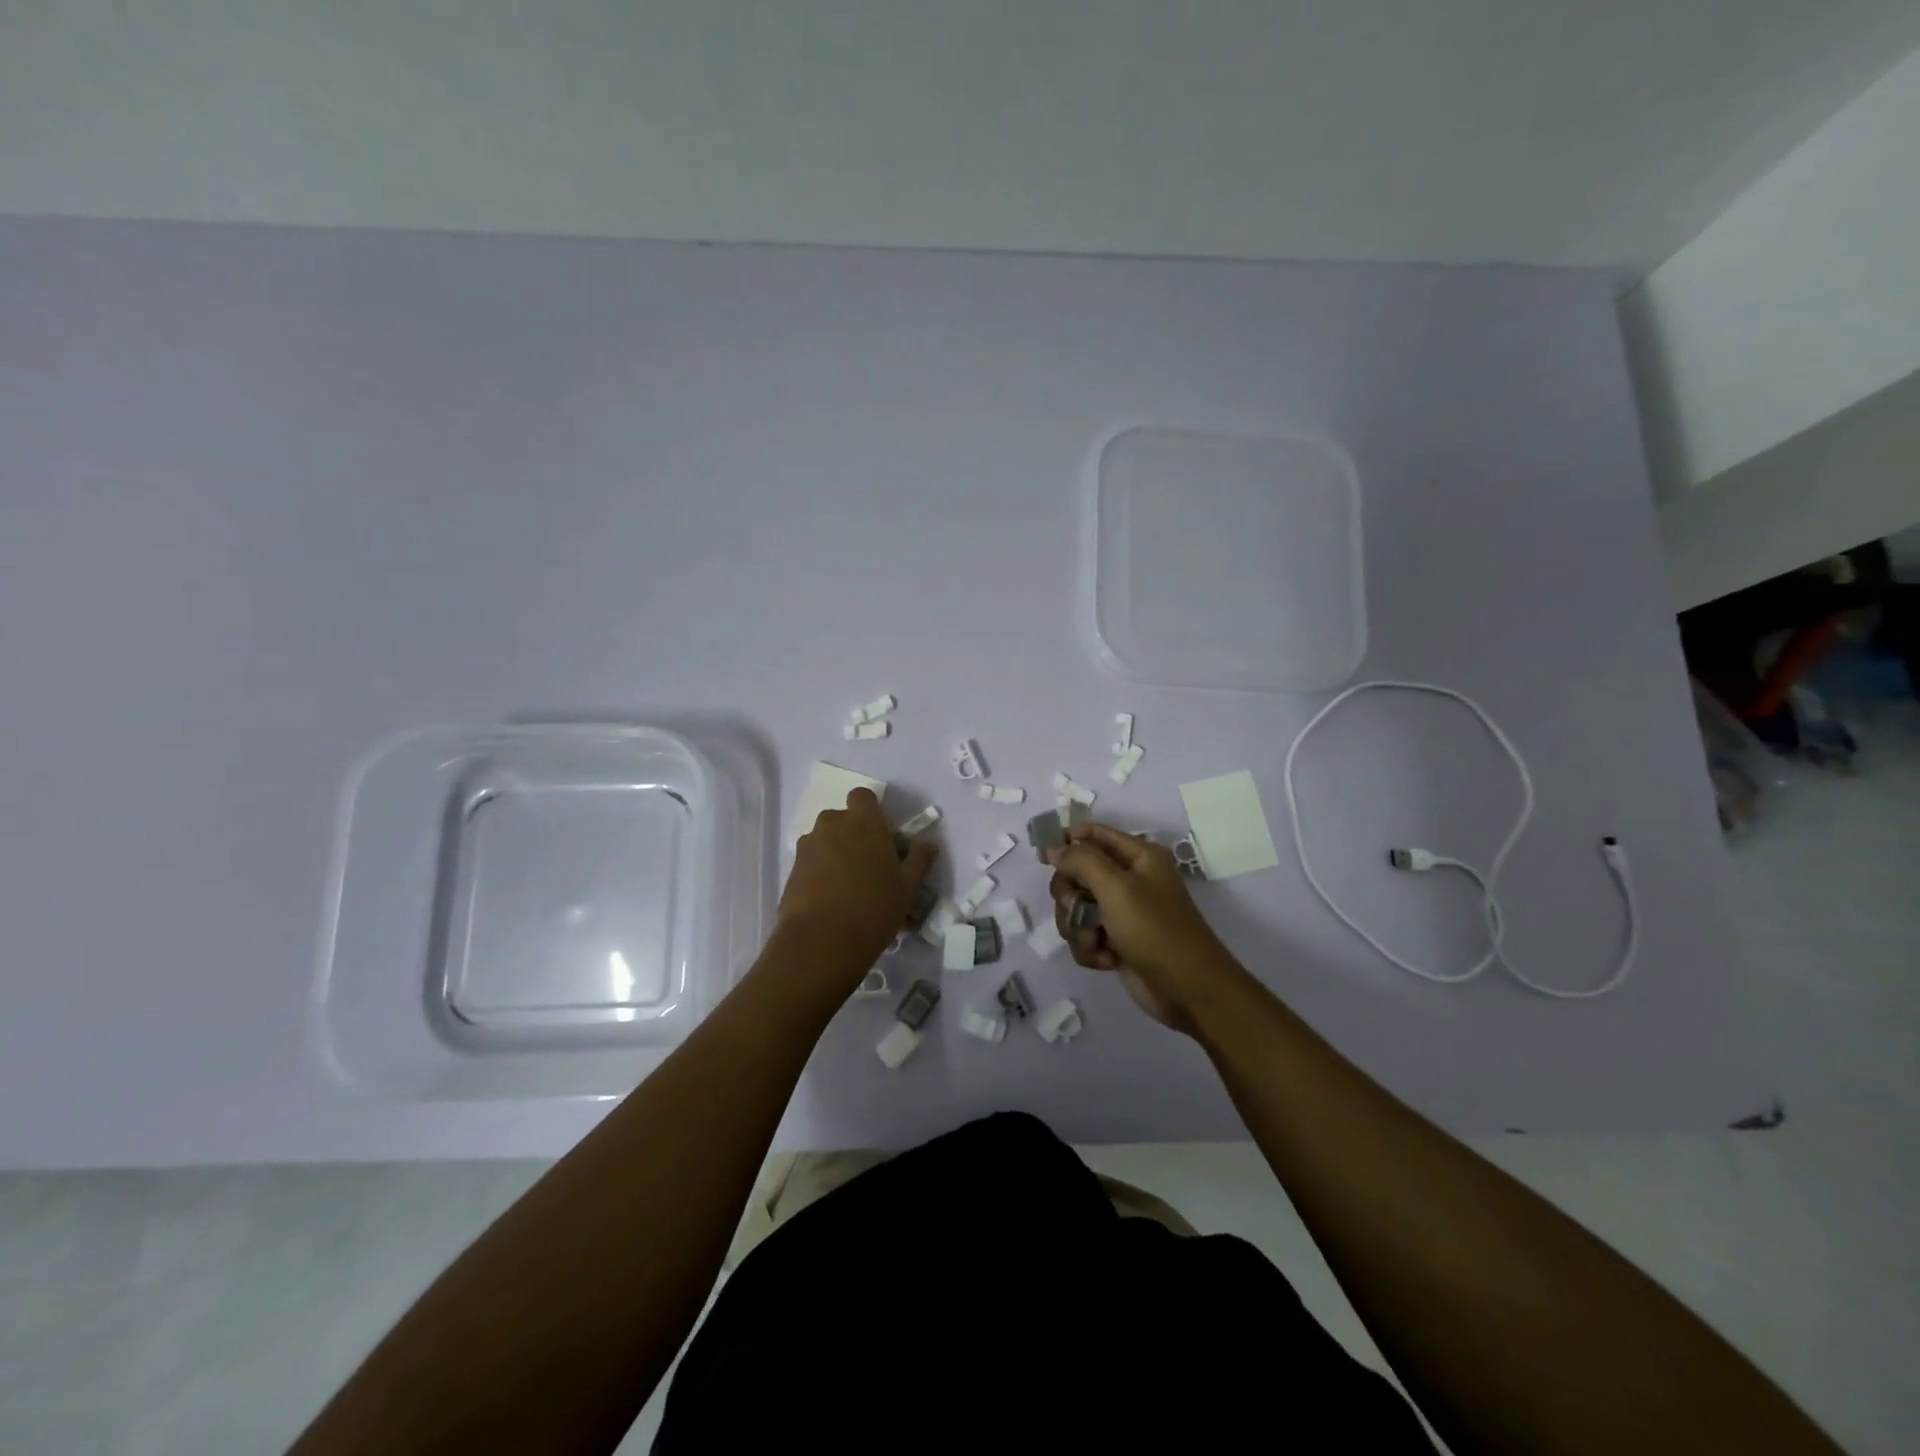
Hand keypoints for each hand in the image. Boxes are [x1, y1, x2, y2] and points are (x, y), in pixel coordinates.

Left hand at [781, 788, 937, 974]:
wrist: (820, 942)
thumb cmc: (873, 909)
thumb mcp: (907, 887)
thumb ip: (918, 859)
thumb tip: (928, 843)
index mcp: (864, 821)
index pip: (864, 796)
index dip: (872, 813)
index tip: (882, 838)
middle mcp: (833, 824)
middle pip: (843, 818)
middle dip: (853, 834)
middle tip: (868, 865)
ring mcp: (808, 845)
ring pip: (825, 839)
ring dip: (835, 852)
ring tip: (847, 886)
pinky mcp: (791, 867)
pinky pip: (811, 860)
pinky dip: (819, 870)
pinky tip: (830, 898)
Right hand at [1046, 824, 1240, 1032]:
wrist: (1188, 990)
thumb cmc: (1154, 929)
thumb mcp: (1116, 887)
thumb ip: (1080, 861)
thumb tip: (1052, 848)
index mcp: (1137, 855)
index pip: (1092, 834)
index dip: (1066, 842)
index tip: (1044, 860)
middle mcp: (1128, 879)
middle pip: (1075, 873)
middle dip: (1070, 896)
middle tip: (1077, 909)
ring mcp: (1120, 912)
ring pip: (1075, 908)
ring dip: (1078, 927)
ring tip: (1096, 942)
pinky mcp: (1115, 941)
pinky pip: (1084, 935)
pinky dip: (1089, 948)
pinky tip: (1107, 960)